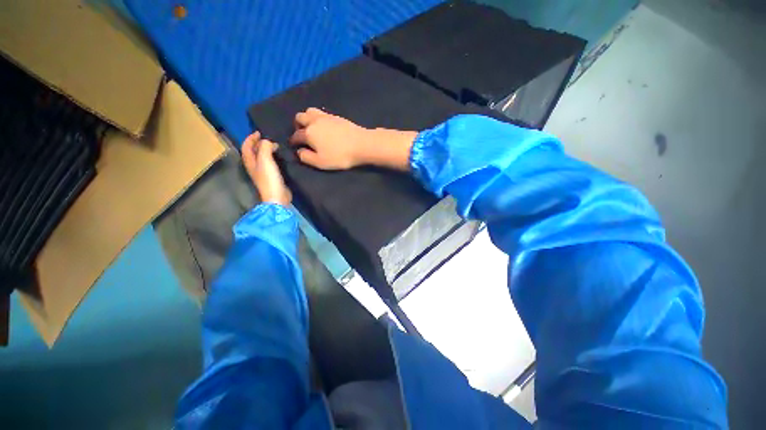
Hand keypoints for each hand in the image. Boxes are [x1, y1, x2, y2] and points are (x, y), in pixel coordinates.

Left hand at [242, 132, 291, 205]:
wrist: (277, 197)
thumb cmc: (269, 178)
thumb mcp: (265, 160)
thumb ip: (265, 147)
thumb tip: (268, 142)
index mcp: (249, 161)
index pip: (246, 146)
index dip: (251, 138)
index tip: (259, 132)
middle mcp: (254, 166)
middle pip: (253, 151)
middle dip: (258, 143)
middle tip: (269, 139)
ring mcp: (262, 172)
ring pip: (261, 157)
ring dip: (266, 150)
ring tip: (275, 146)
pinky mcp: (271, 177)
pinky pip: (269, 163)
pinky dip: (272, 157)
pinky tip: (280, 158)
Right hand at [289, 108, 371, 169]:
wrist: (362, 144)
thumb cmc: (340, 156)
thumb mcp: (321, 162)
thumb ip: (306, 157)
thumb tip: (299, 152)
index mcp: (308, 132)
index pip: (295, 136)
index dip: (293, 141)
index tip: (294, 146)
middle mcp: (314, 121)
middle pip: (299, 117)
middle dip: (297, 126)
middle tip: (302, 134)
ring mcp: (326, 116)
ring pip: (310, 111)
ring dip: (307, 118)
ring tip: (312, 128)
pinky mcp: (336, 116)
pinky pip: (322, 112)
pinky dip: (318, 117)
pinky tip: (324, 125)